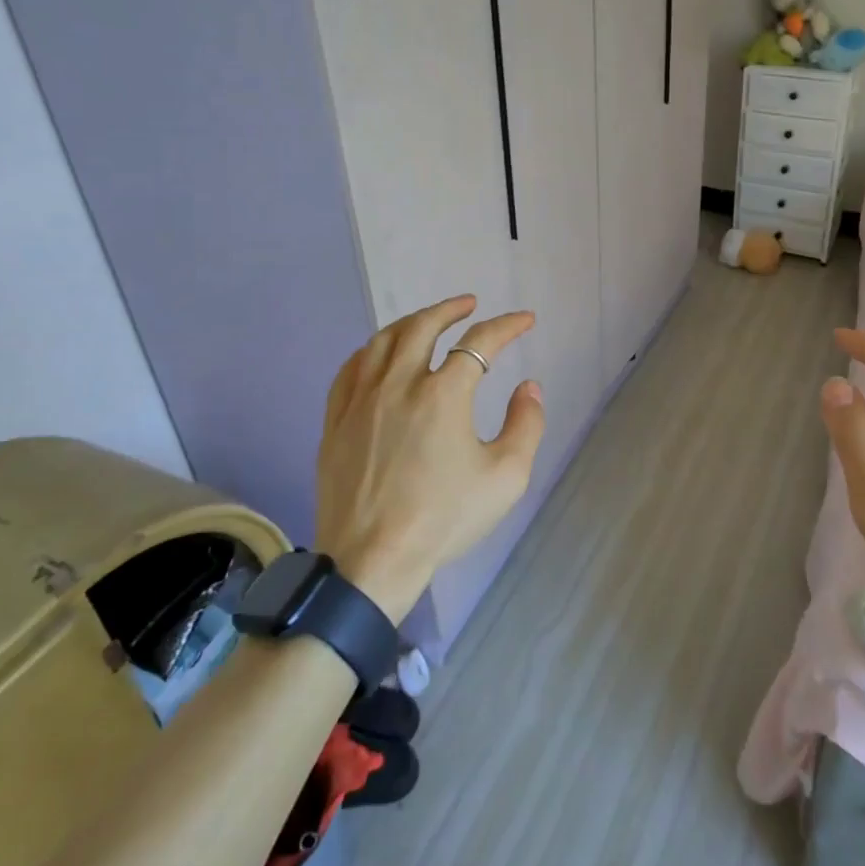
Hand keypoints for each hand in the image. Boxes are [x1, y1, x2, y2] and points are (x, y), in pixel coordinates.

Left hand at [313, 296, 545, 622]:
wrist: (371, 561)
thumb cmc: (444, 519)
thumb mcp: (506, 477)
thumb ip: (526, 424)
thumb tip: (529, 387)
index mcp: (443, 394)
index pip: (479, 342)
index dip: (507, 326)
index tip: (525, 320)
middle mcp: (399, 383)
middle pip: (423, 326)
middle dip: (451, 309)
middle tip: (470, 304)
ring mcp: (361, 400)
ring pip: (383, 340)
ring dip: (411, 322)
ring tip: (428, 321)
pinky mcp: (336, 420)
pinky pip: (351, 368)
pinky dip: (372, 350)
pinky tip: (380, 354)